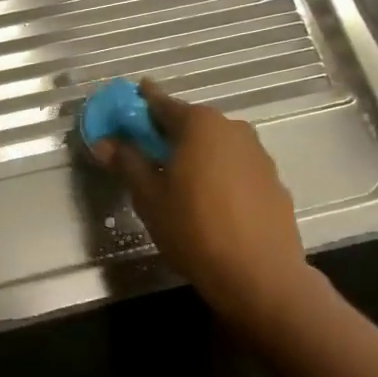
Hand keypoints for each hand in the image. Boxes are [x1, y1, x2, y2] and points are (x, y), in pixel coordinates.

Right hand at [91, 81, 316, 325]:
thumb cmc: (193, 229)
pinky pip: (235, 166)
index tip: (127, 101)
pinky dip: (217, 172)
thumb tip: (104, 142)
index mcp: (199, 124)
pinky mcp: (273, 180)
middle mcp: (232, 128)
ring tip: (176, 177)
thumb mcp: (148, 196)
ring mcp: (258, 154)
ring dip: (194, 152)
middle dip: (167, 131)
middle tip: (145, 148)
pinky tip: (208, 199)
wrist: (259, 275)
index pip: (161, 103)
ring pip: (215, 144)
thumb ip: (126, 162)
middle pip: (191, 122)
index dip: (140, 103)